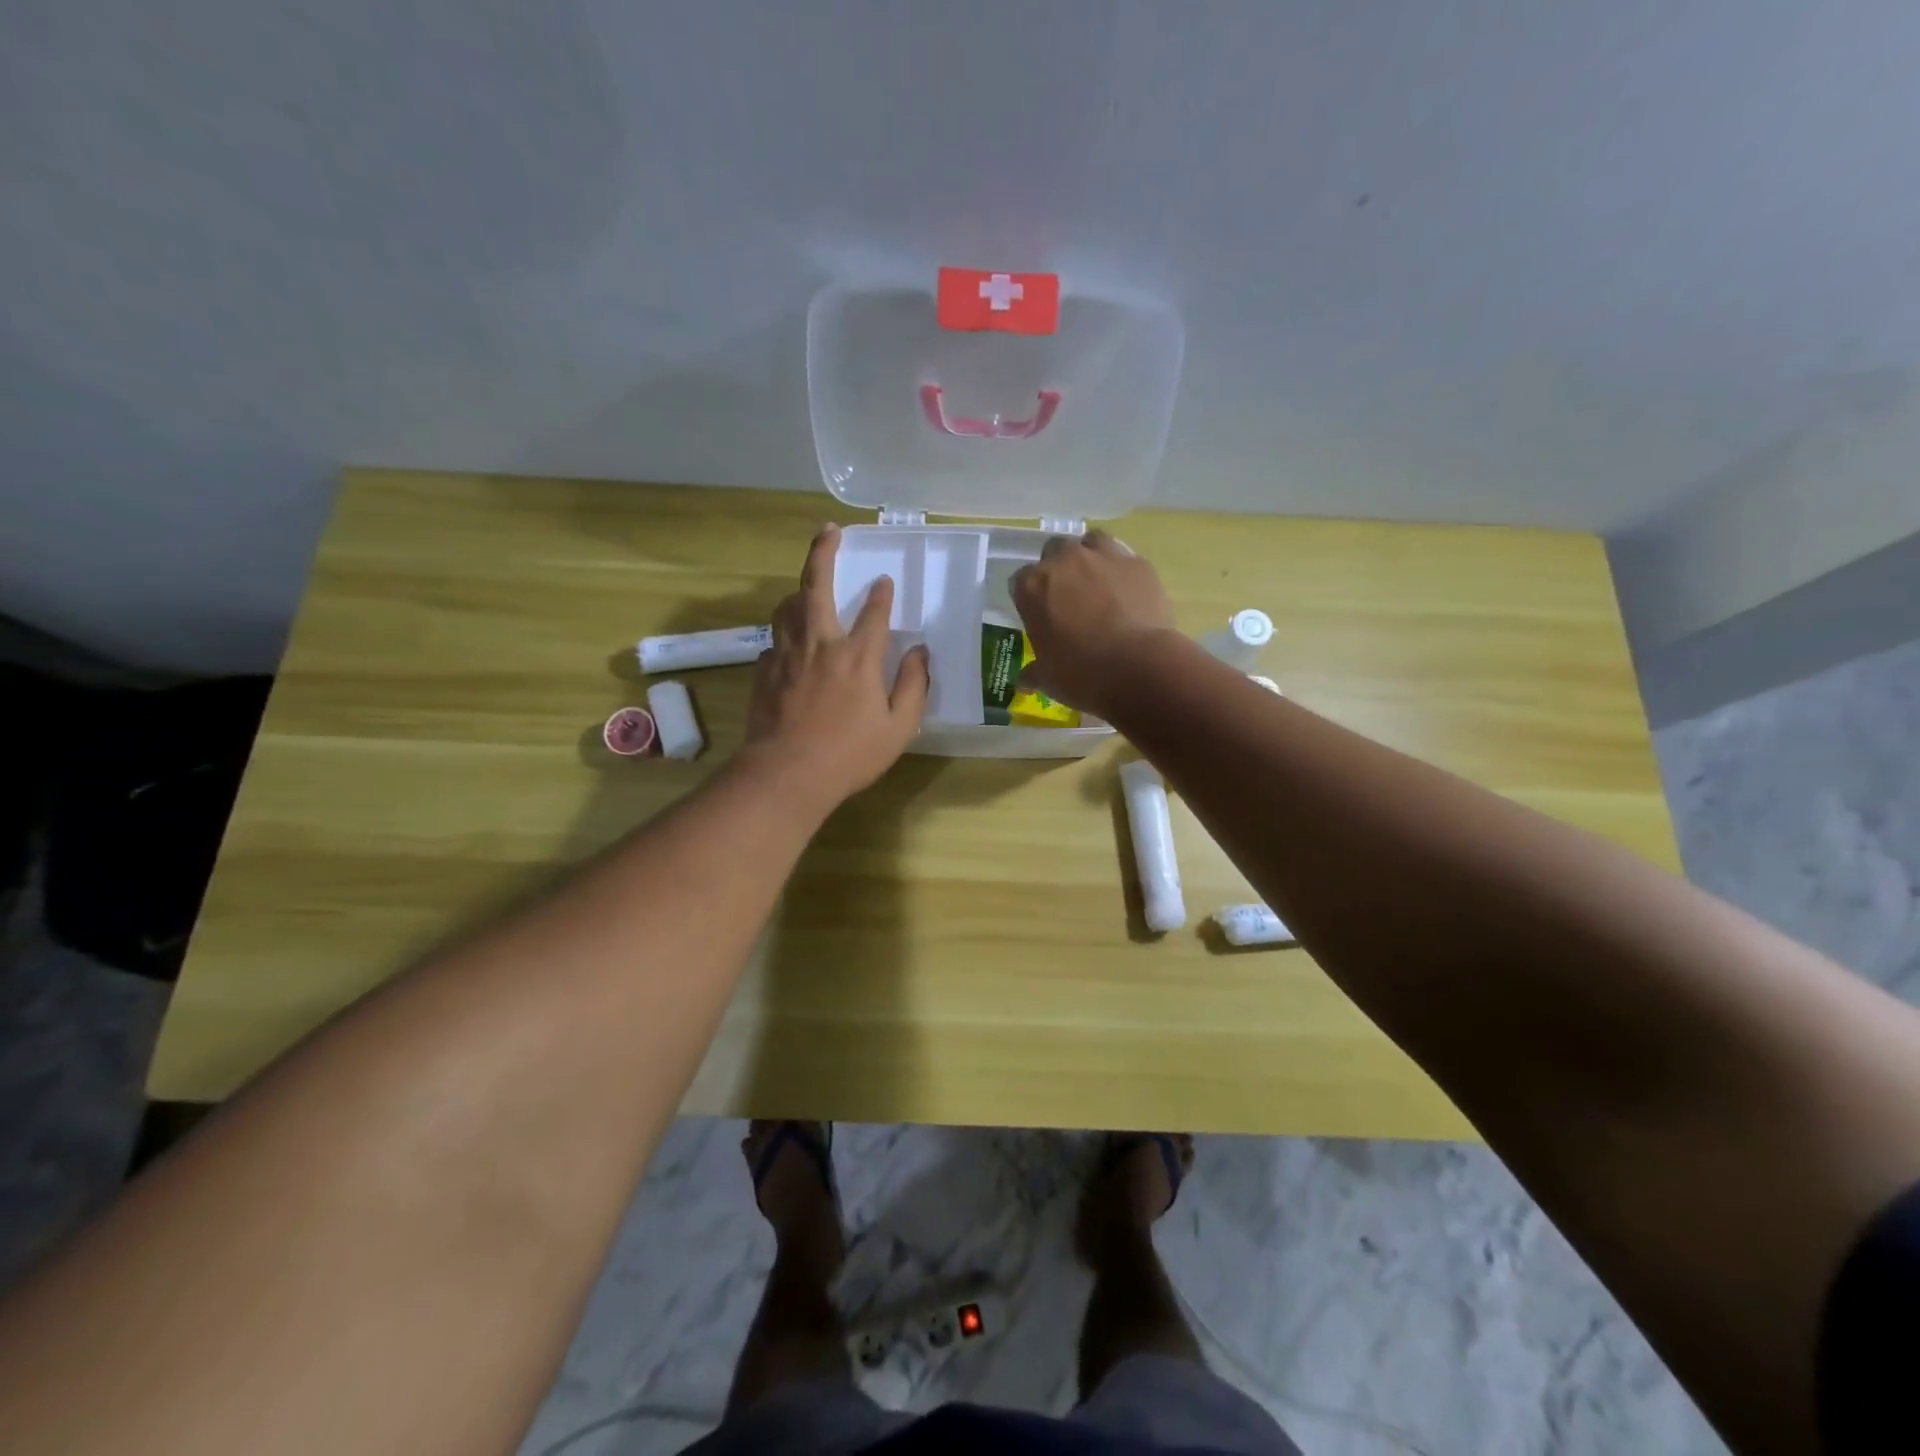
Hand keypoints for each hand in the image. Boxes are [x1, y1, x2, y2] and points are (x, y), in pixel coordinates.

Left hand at [743, 524, 929, 810]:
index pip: (874, 612)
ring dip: (799, 592)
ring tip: (807, 589)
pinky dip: (785, 635)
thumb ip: (913, 686)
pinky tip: (791, 647)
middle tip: (828, 531)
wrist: (786, 775)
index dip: (882, 594)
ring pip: (787, 607)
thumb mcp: (898, 727)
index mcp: (857, 656)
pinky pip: (775, 642)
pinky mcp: (764, 672)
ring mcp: (786, 656)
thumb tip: (921, 653)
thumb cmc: (849, 755)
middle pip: (816, 586)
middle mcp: (820, 644)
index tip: (885, 581)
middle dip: (823, 553)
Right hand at [1010, 529, 1177, 719]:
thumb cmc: (1081, 674)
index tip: (1039, 615)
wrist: (1138, 667)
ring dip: (1091, 557)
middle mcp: (1065, 560)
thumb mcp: (1048, 678)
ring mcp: (1104, 557)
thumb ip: (1033, 672)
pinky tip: (1128, 594)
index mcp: (1033, 586)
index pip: (1020, 580)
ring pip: (1092, 542)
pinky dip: (1123, 573)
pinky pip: (1125, 561)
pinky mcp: (1138, 564)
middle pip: (1054, 551)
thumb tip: (1023, 681)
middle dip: (1059, 568)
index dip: (1030, 597)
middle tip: (1068, 597)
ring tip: (1098, 584)